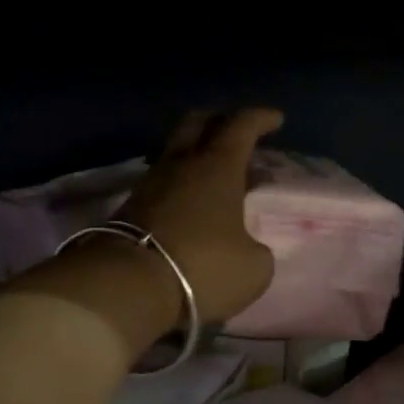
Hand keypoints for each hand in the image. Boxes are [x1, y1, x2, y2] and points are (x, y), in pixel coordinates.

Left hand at [119, 108, 284, 323]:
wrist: (127, 285)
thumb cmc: (202, 267)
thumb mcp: (252, 268)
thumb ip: (256, 250)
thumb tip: (247, 248)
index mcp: (218, 166)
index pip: (241, 126)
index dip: (260, 118)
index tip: (276, 119)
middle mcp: (182, 164)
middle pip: (197, 123)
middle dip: (219, 121)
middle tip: (237, 133)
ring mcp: (150, 184)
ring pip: (176, 153)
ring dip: (197, 156)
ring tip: (216, 175)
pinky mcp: (129, 207)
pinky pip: (161, 182)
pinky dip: (180, 184)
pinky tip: (190, 204)